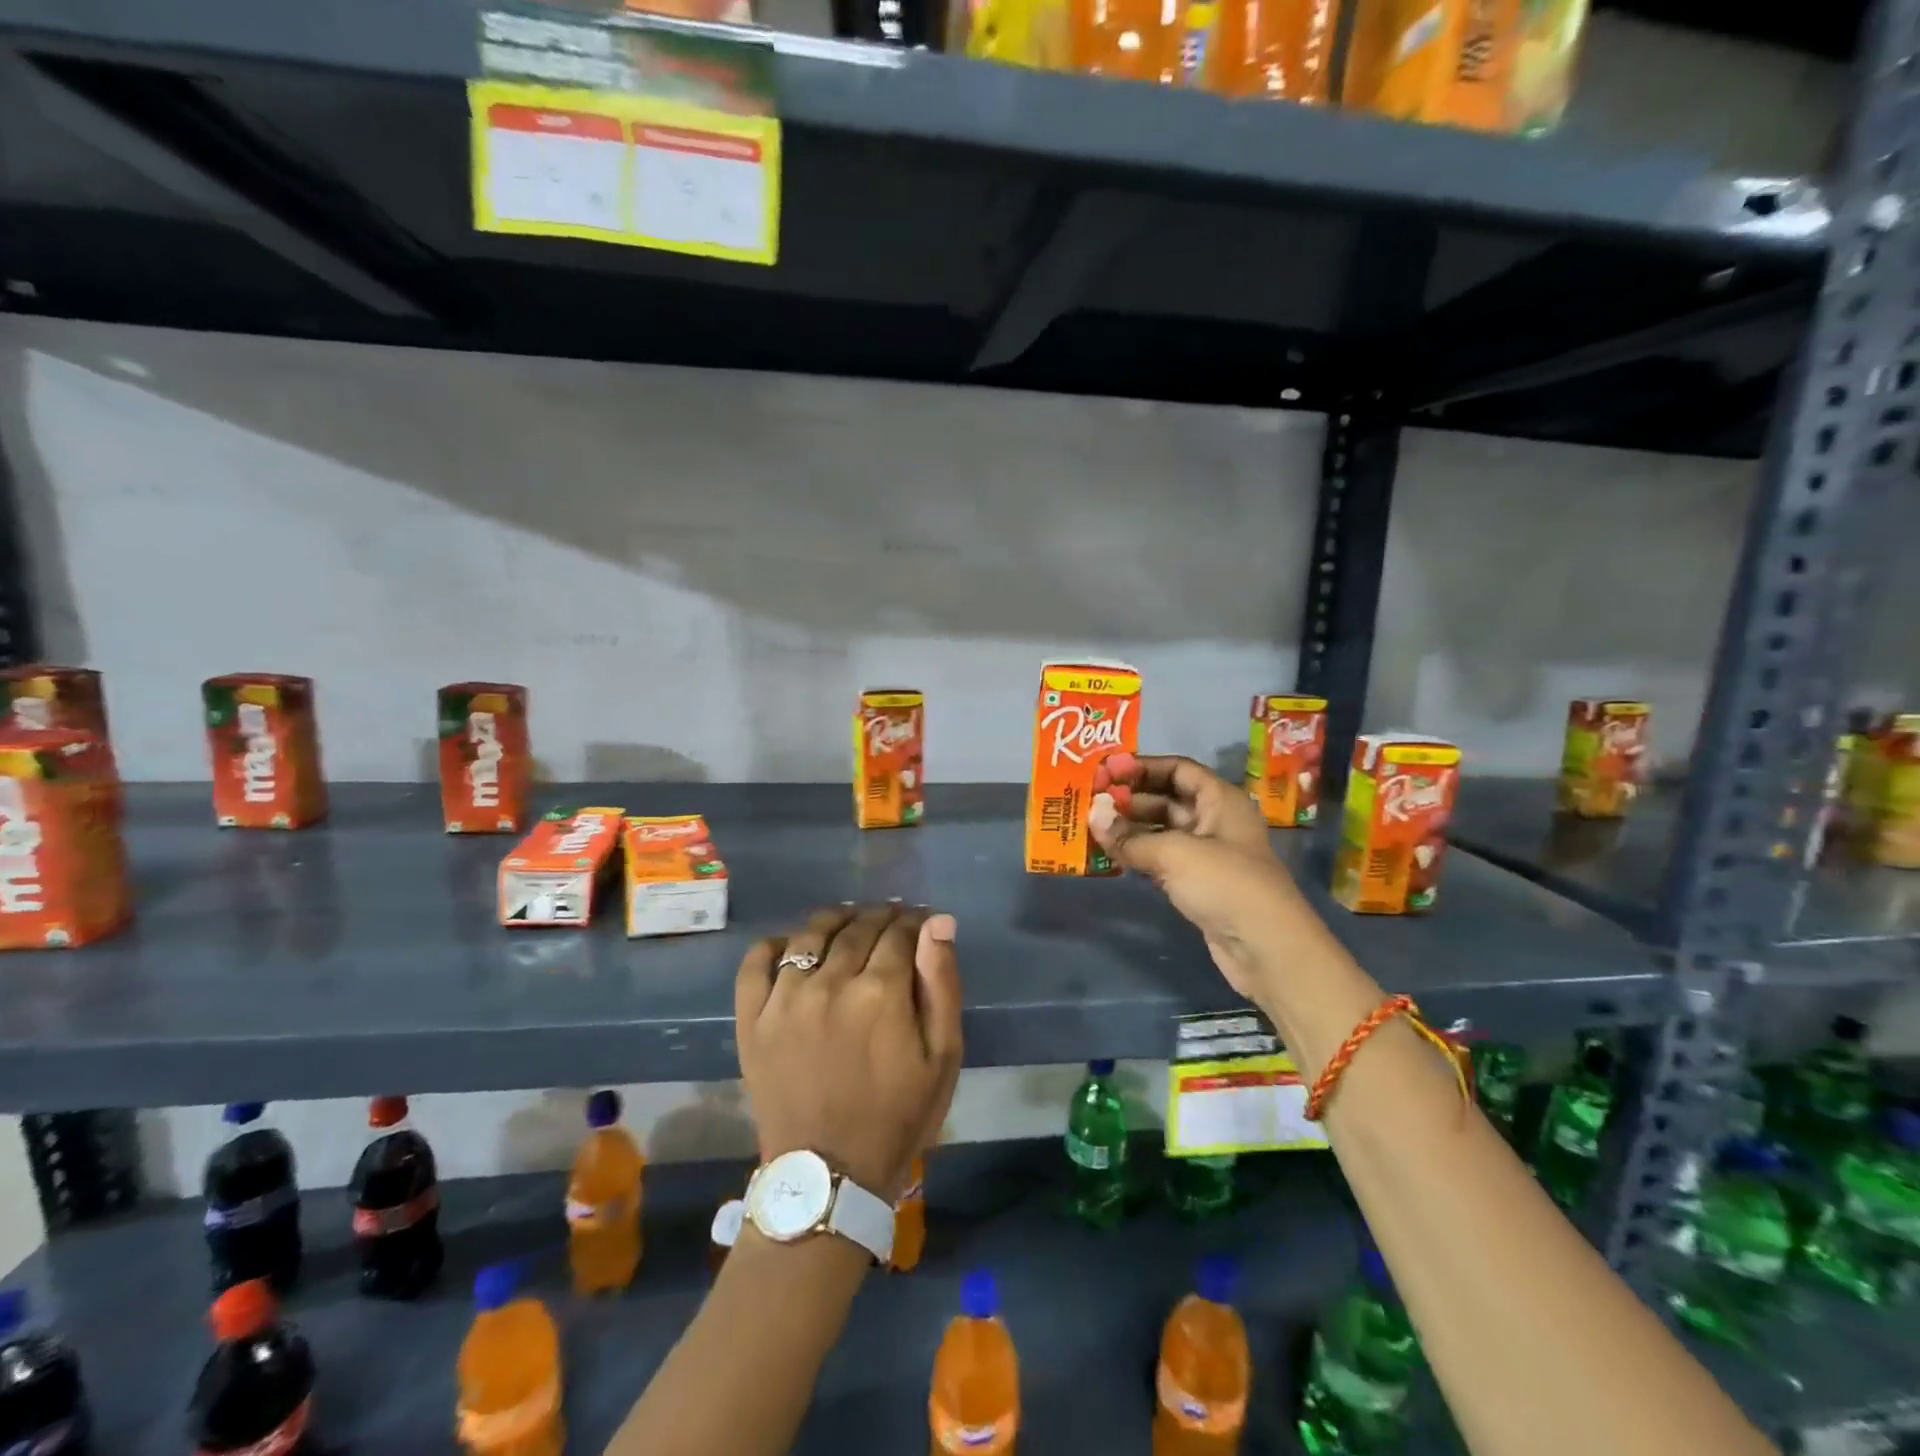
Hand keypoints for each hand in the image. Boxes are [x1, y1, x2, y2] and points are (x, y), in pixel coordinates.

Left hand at [735, 904, 962, 1200]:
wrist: (828, 1177)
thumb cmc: (897, 1116)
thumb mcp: (942, 1057)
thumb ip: (941, 984)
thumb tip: (938, 922)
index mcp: (880, 992)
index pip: (900, 931)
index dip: (915, 921)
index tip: (921, 923)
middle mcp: (830, 982)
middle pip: (858, 926)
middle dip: (881, 916)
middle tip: (892, 920)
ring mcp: (785, 998)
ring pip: (811, 934)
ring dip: (836, 920)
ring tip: (849, 924)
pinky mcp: (753, 1019)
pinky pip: (756, 962)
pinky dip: (774, 945)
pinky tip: (792, 947)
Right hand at [1089, 752, 1315, 1000]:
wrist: (1267, 949)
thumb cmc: (1226, 884)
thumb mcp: (1174, 853)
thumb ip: (1129, 836)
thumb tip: (1092, 815)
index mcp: (1220, 800)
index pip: (1178, 769)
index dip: (1142, 767)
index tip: (1106, 772)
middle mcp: (1215, 820)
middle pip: (1167, 799)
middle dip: (1130, 799)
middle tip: (1090, 801)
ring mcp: (1207, 854)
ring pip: (1162, 831)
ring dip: (1130, 828)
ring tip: (1092, 827)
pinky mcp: (1199, 883)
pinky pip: (1162, 859)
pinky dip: (1138, 855)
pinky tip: (1110, 855)